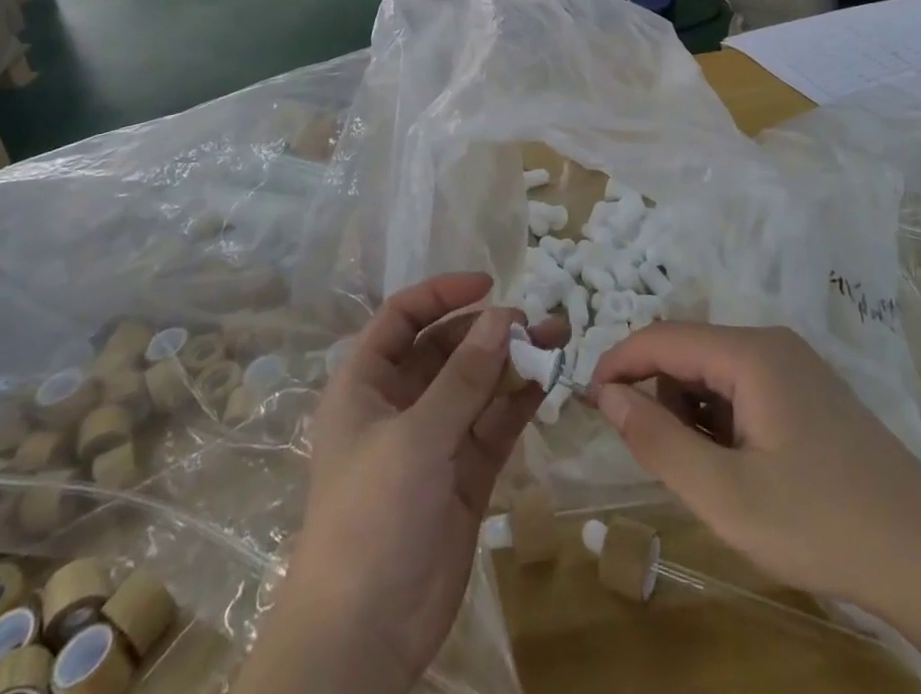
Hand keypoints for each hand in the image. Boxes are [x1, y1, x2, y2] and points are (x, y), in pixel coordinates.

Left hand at [237, 275, 556, 693]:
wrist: (365, 636)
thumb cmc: (372, 516)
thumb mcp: (416, 436)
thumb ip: (463, 377)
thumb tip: (502, 315)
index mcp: (366, 384)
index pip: (402, 318)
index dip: (440, 294)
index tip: (487, 284)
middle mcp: (400, 404)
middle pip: (446, 348)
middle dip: (487, 329)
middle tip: (533, 319)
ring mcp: (434, 440)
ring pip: (476, 385)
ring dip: (511, 360)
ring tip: (556, 336)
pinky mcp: (464, 474)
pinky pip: (493, 424)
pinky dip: (518, 401)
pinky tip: (547, 380)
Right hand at [590, 325, 920, 693]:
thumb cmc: (822, 522)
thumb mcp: (725, 495)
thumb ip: (657, 439)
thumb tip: (606, 393)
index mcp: (749, 353)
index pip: (661, 337)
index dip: (618, 364)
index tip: (589, 402)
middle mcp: (770, 342)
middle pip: (688, 351)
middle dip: (658, 395)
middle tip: (653, 456)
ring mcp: (795, 365)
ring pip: (715, 371)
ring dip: (691, 411)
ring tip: (704, 473)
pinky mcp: (810, 391)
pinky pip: (744, 387)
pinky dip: (722, 418)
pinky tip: (739, 467)